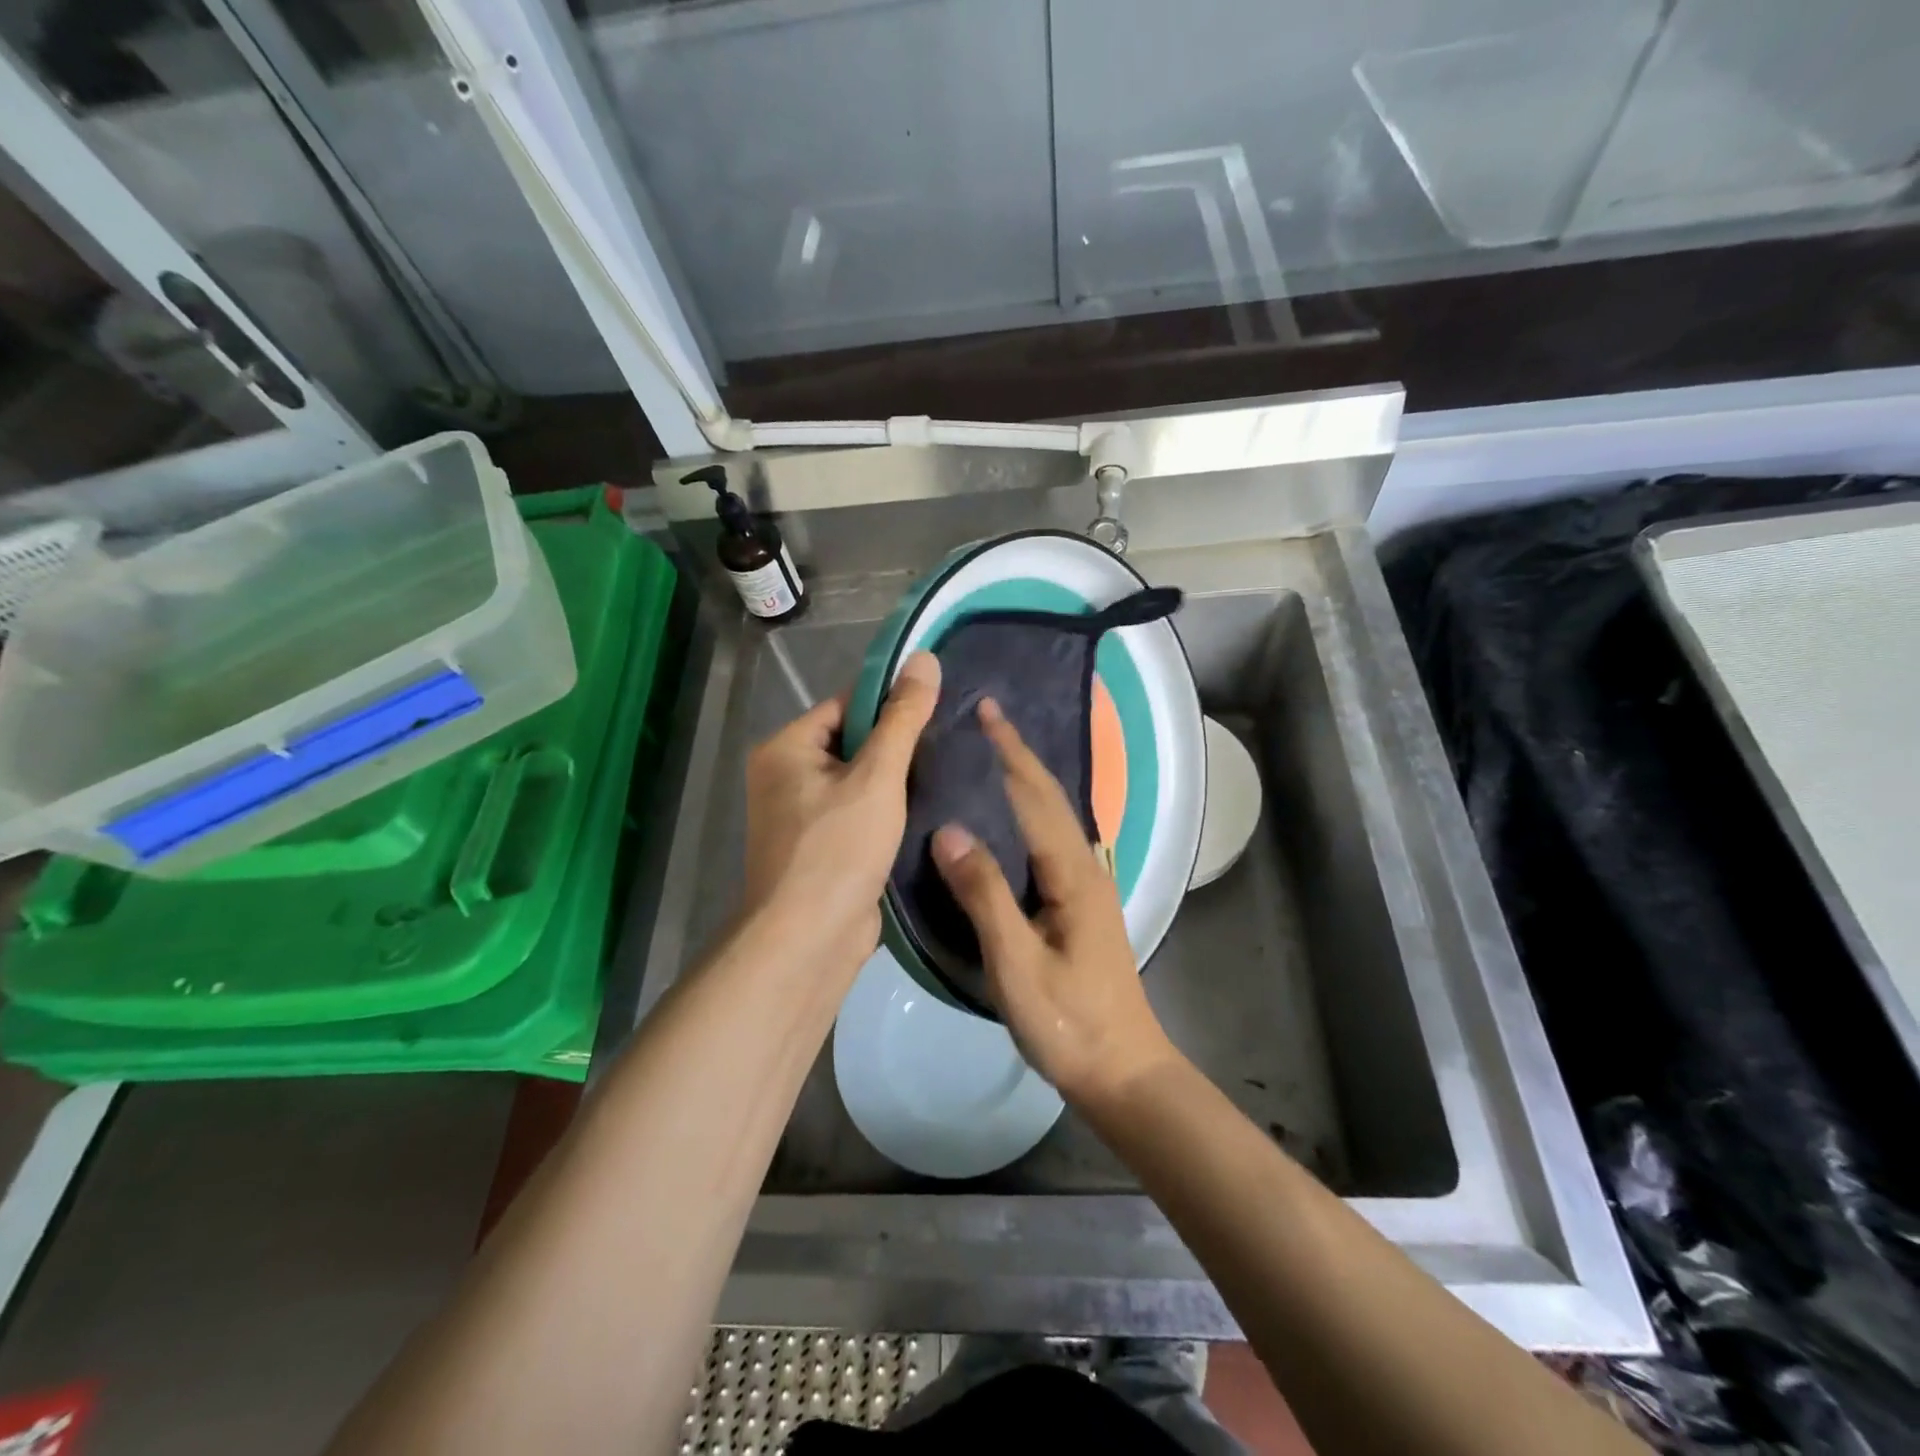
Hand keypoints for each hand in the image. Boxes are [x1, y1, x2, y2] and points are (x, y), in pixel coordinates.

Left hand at [742, 652, 940, 970]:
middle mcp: (785, 777)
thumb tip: (924, 657)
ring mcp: (801, 817)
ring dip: (895, 783)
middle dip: (896, 747)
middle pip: (853, 743)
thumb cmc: (837, 849)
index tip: (936, 711)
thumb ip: (903, 718)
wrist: (809, 941)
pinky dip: (887, 813)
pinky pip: (858, 814)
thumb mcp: (877, 776)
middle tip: (947, 746)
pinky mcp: (821, 848)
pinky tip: (926, 812)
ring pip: (859, 782)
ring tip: (945, 774)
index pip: (845, 705)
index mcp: (786, 748)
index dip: (889, 705)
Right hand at [930, 699, 1178, 1105]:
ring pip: (1053, 817)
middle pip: (1050, 797)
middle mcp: (1085, 867)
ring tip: (993, 755)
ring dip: (1026, 778)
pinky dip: (1030, 811)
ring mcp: (1087, 886)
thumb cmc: (1069, 1022)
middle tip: (988, 718)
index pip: (1036, 796)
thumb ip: (984, 895)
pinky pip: (1050, 839)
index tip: (987, 711)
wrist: (1123, 1071)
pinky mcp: (1080, 904)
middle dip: (1019, 754)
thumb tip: (948, 829)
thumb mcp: (1017, 963)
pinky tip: (1010, 819)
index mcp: (1072, 873)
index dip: (1010, 751)